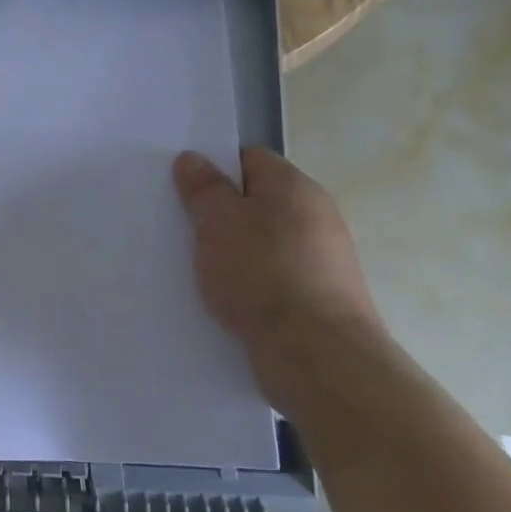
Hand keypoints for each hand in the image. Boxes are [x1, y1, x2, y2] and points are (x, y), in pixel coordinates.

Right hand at [173, 146, 381, 352]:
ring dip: (235, 250)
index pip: (250, 158)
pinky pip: (275, 274)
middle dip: (222, 213)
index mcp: (294, 187)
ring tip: (202, 268)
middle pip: (259, 200)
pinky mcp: (321, 295)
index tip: (186, 191)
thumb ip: (203, 189)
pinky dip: (251, 281)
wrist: (316, 353)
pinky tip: (230, 297)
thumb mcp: (218, 222)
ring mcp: (323, 257)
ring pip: (265, 240)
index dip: (216, 169)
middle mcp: (317, 214)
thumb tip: (192, 158)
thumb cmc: (261, 274)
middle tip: (186, 230)